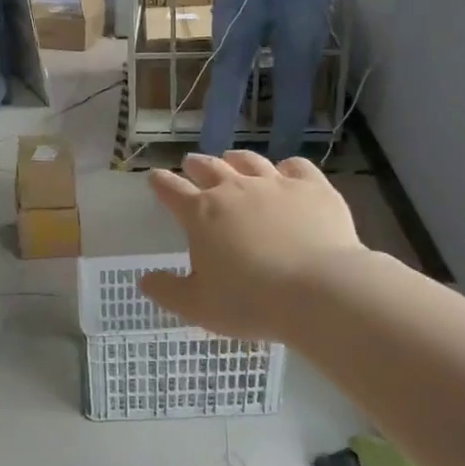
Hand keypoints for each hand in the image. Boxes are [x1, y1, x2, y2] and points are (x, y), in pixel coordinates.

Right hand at [140, 152, 370, 343]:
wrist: (319, 291)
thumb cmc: (250, 302)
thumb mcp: (197, 306)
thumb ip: (167, 291)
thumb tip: (146, 280)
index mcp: (201, 214)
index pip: (172, 191)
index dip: (161, 183)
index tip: (155, 177)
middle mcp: (235, 190)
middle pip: (209, 167)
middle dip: (196, 165)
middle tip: (191, 163)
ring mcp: (276, 184)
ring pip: (250, 161)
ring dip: (236, 159)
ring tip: (232, 159)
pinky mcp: (313, 188)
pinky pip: (296, 166)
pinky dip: (286, 167)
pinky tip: (286, 172)